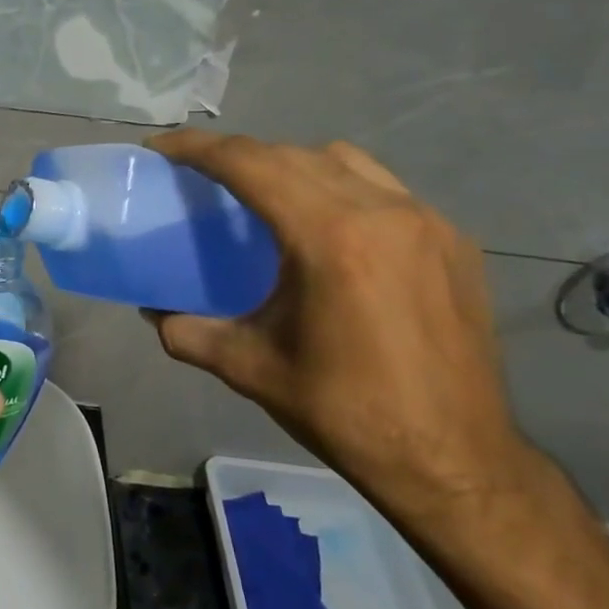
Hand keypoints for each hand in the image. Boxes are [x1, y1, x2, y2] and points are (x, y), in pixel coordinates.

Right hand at [145, 130, 541, 532]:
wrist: (455, 461)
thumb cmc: (346, 412)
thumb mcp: (250, 369)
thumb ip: (189, 332)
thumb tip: (154, 312)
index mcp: (331, 238)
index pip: (252, 164)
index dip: (199, 148)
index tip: (162, 148)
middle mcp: (384, 212)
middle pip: (294, 155)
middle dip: (240, 155)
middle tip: (201, 175)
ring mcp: (428, 223)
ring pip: (345, 162)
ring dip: (293, 165)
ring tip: (264, 197)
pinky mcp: (454, 242)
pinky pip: (384, 189)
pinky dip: (341, 189)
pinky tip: (328, 231)